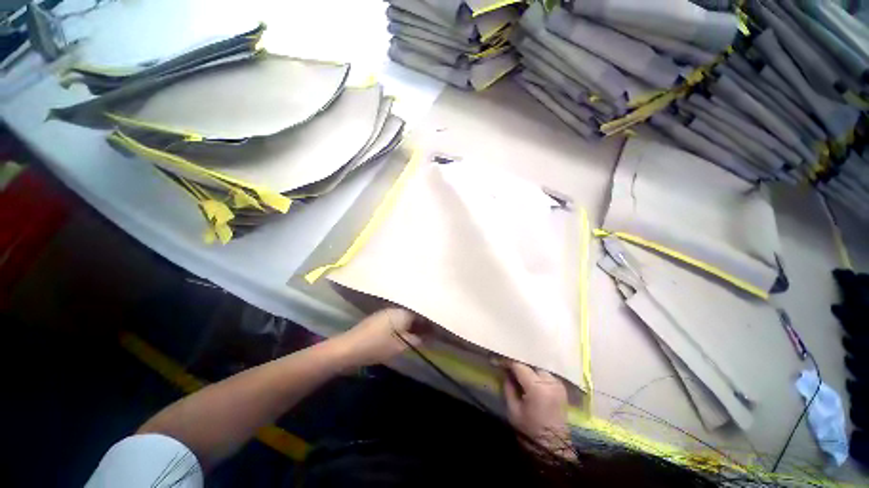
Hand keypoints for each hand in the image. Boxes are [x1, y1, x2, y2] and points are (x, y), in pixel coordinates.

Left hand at [332, 308, 423, 367]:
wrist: (348, 348)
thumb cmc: (377, 346)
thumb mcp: (400, 346)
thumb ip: (417, 340)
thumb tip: (428, 337)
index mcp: (404, 311)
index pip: (424, 314)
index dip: (432, 323)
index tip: (439, 331)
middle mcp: (397, 308)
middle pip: (415, 314)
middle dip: (424, 323)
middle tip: (432, 334)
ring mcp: (388, 312)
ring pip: (407, 316)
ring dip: (414, 325)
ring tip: (422, 335)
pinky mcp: (380, 318)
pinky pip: (399, 319)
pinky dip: (405, 326)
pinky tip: (407, 334)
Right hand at [502, 361, 572, 457]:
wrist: (553, 447)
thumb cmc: (530, 430)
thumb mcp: (513, 410)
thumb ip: (508, 387)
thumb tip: (506, 373)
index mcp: (537, 388)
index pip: (520, 366)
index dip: (508, 363)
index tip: (500, 362)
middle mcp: (550, 382)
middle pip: (531, 366)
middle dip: (520, 366)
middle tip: (509, 369)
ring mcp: (558, 384)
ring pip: (539, 369)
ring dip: (530, 370)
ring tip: (520, 375)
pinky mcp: (562, 388)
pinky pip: (547, 375)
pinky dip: (538, 375)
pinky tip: (532, 381)